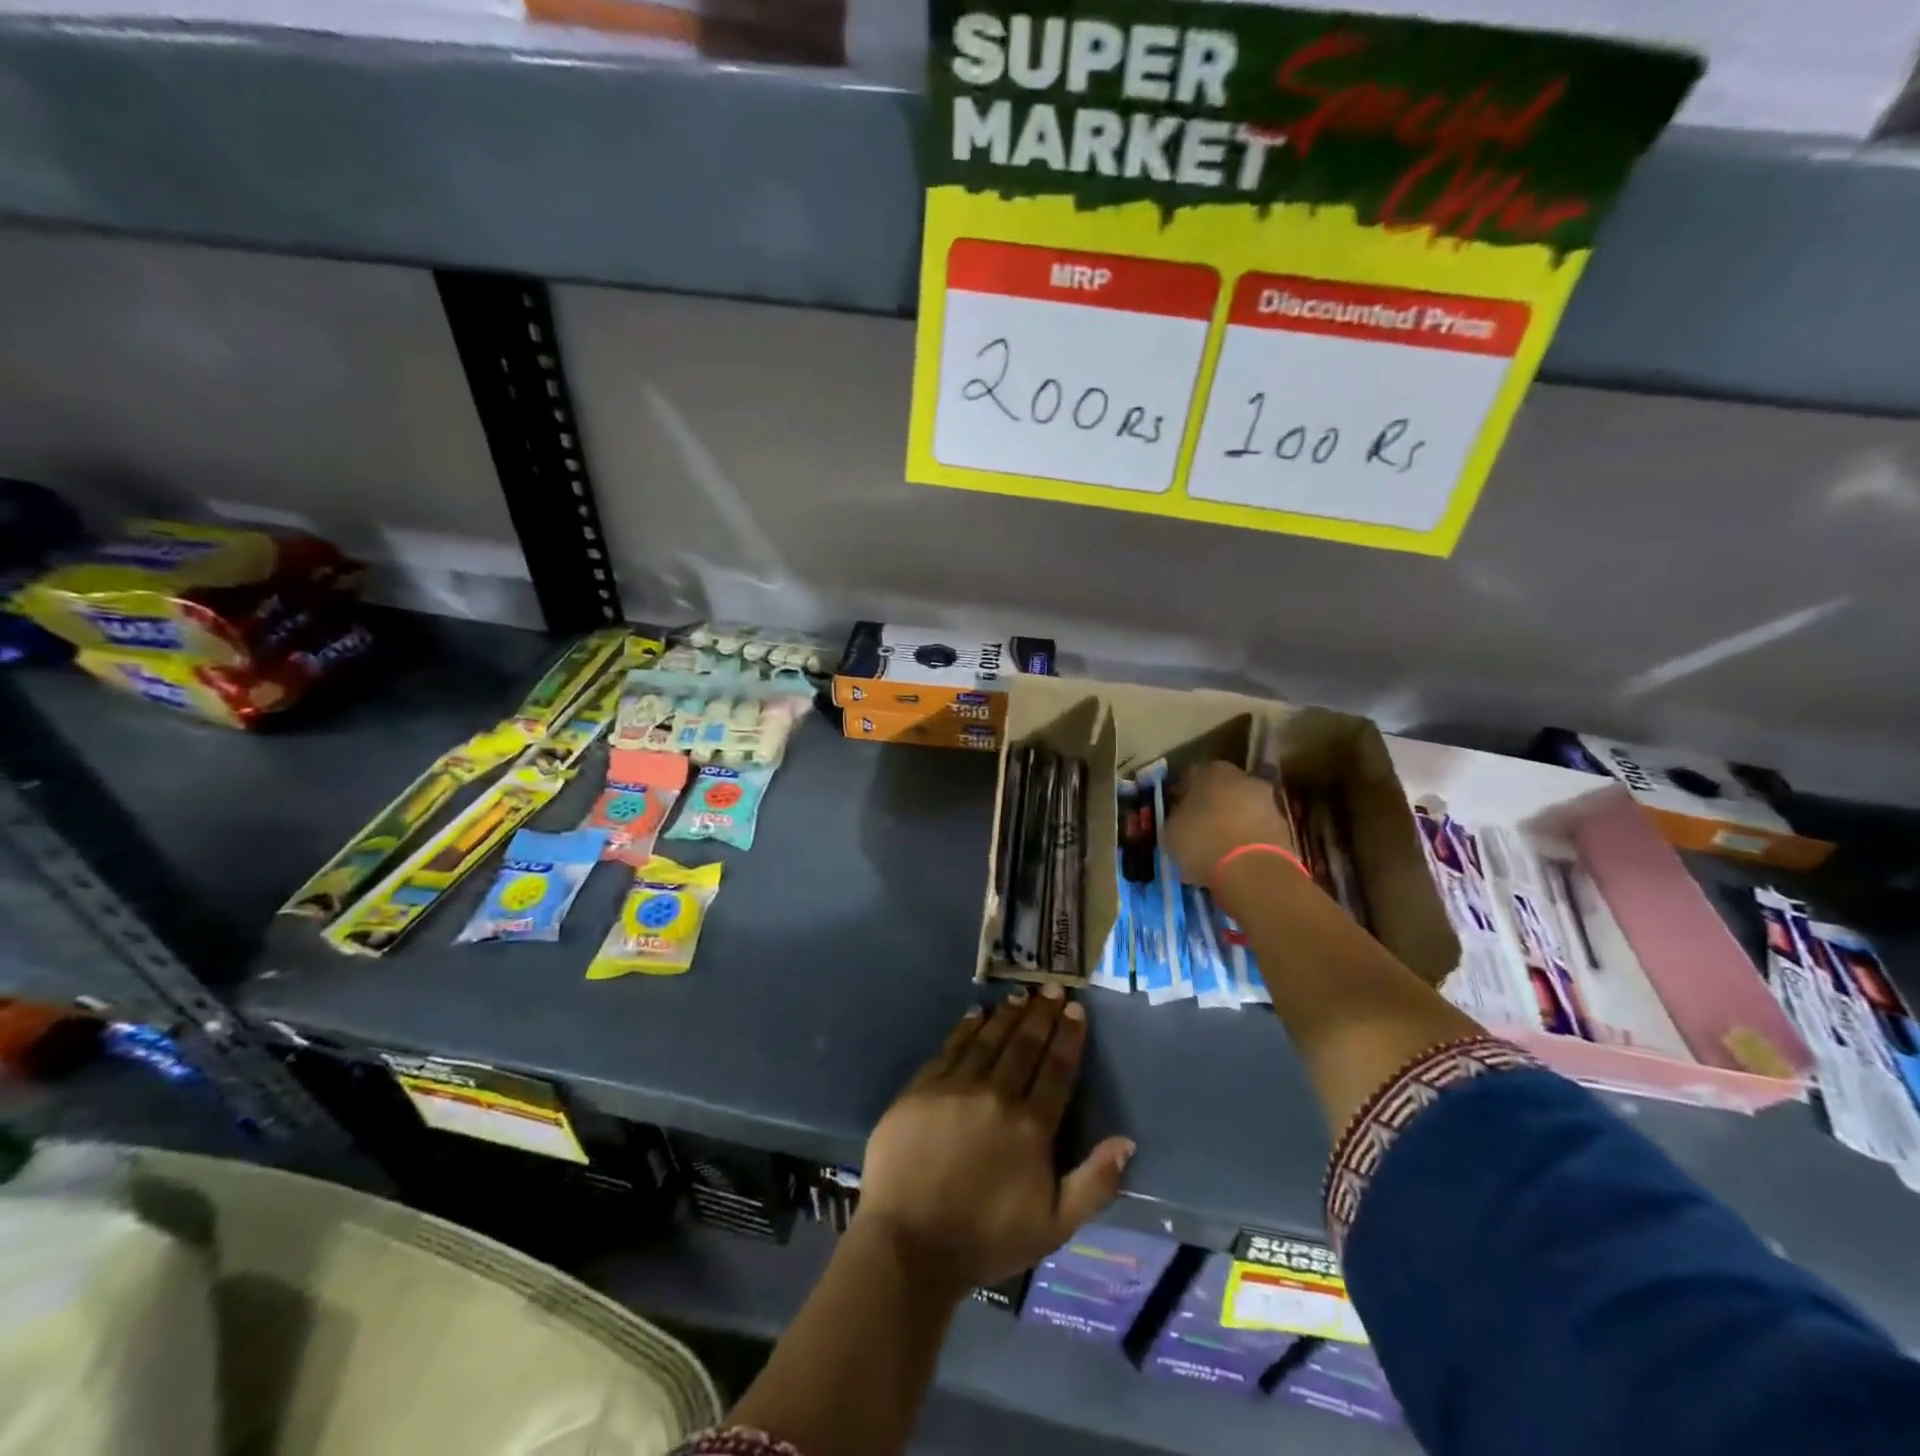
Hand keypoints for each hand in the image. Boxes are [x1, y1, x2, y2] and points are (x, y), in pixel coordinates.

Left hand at [857, 987, 1134, 1292]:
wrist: (909, 1244)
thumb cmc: (985, 1239)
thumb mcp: (1054, 1227)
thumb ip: (1094, 1183)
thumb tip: (1127, 1142)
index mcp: (1031, 1127)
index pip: (1056, 1070)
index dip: (1067, 1037)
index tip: (1075, 1009)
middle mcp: (997, 1096)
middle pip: (1024, 1046)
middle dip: (1041, 1015)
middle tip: (1051, 987)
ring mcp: (956, 1088)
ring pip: (988, 1040)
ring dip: (1007, 1015)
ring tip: (1020, 996)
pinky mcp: (921, 1088)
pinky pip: (950, 1047)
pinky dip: (966, 1028)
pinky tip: (975, 1013)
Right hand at [1163, 760, 1295, 884]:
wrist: (1254, 872)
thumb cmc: (1203, 841)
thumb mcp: (1171, 830)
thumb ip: (1177, 817)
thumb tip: (1181, 817)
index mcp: (1212, 770)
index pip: (1191, 776)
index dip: (1182, 795)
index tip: (1175, 812)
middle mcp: (1244, 778)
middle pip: (1222, 790)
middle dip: (1211, 807)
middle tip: (1197, 829)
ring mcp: (1269, 803)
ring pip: (1243, 810)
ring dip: (1232, 824)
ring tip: (1217, 850)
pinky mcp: (1286, 829)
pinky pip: (1257, 832)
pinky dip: (1248, 842)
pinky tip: (1236, 861)